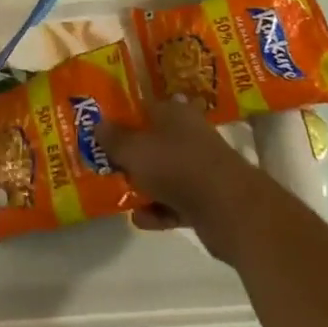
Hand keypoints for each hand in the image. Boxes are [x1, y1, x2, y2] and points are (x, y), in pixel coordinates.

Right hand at [96, 97, 262, 261]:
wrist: (230, 210)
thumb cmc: (177, 166)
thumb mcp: (134, 149)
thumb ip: (113, 138)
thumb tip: (97, 124)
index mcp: (174, 113)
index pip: (143, 107)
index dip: (121, 116)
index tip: (99, 128)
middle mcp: (188, 136)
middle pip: (152, 141)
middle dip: (129, 153)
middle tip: (103, 162)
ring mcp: (199, 169)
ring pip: (163, 173)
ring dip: (143, 184)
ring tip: (116, 191)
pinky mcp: (206, 200)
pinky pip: (174, 203)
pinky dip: (158, 210)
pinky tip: (139, 219)